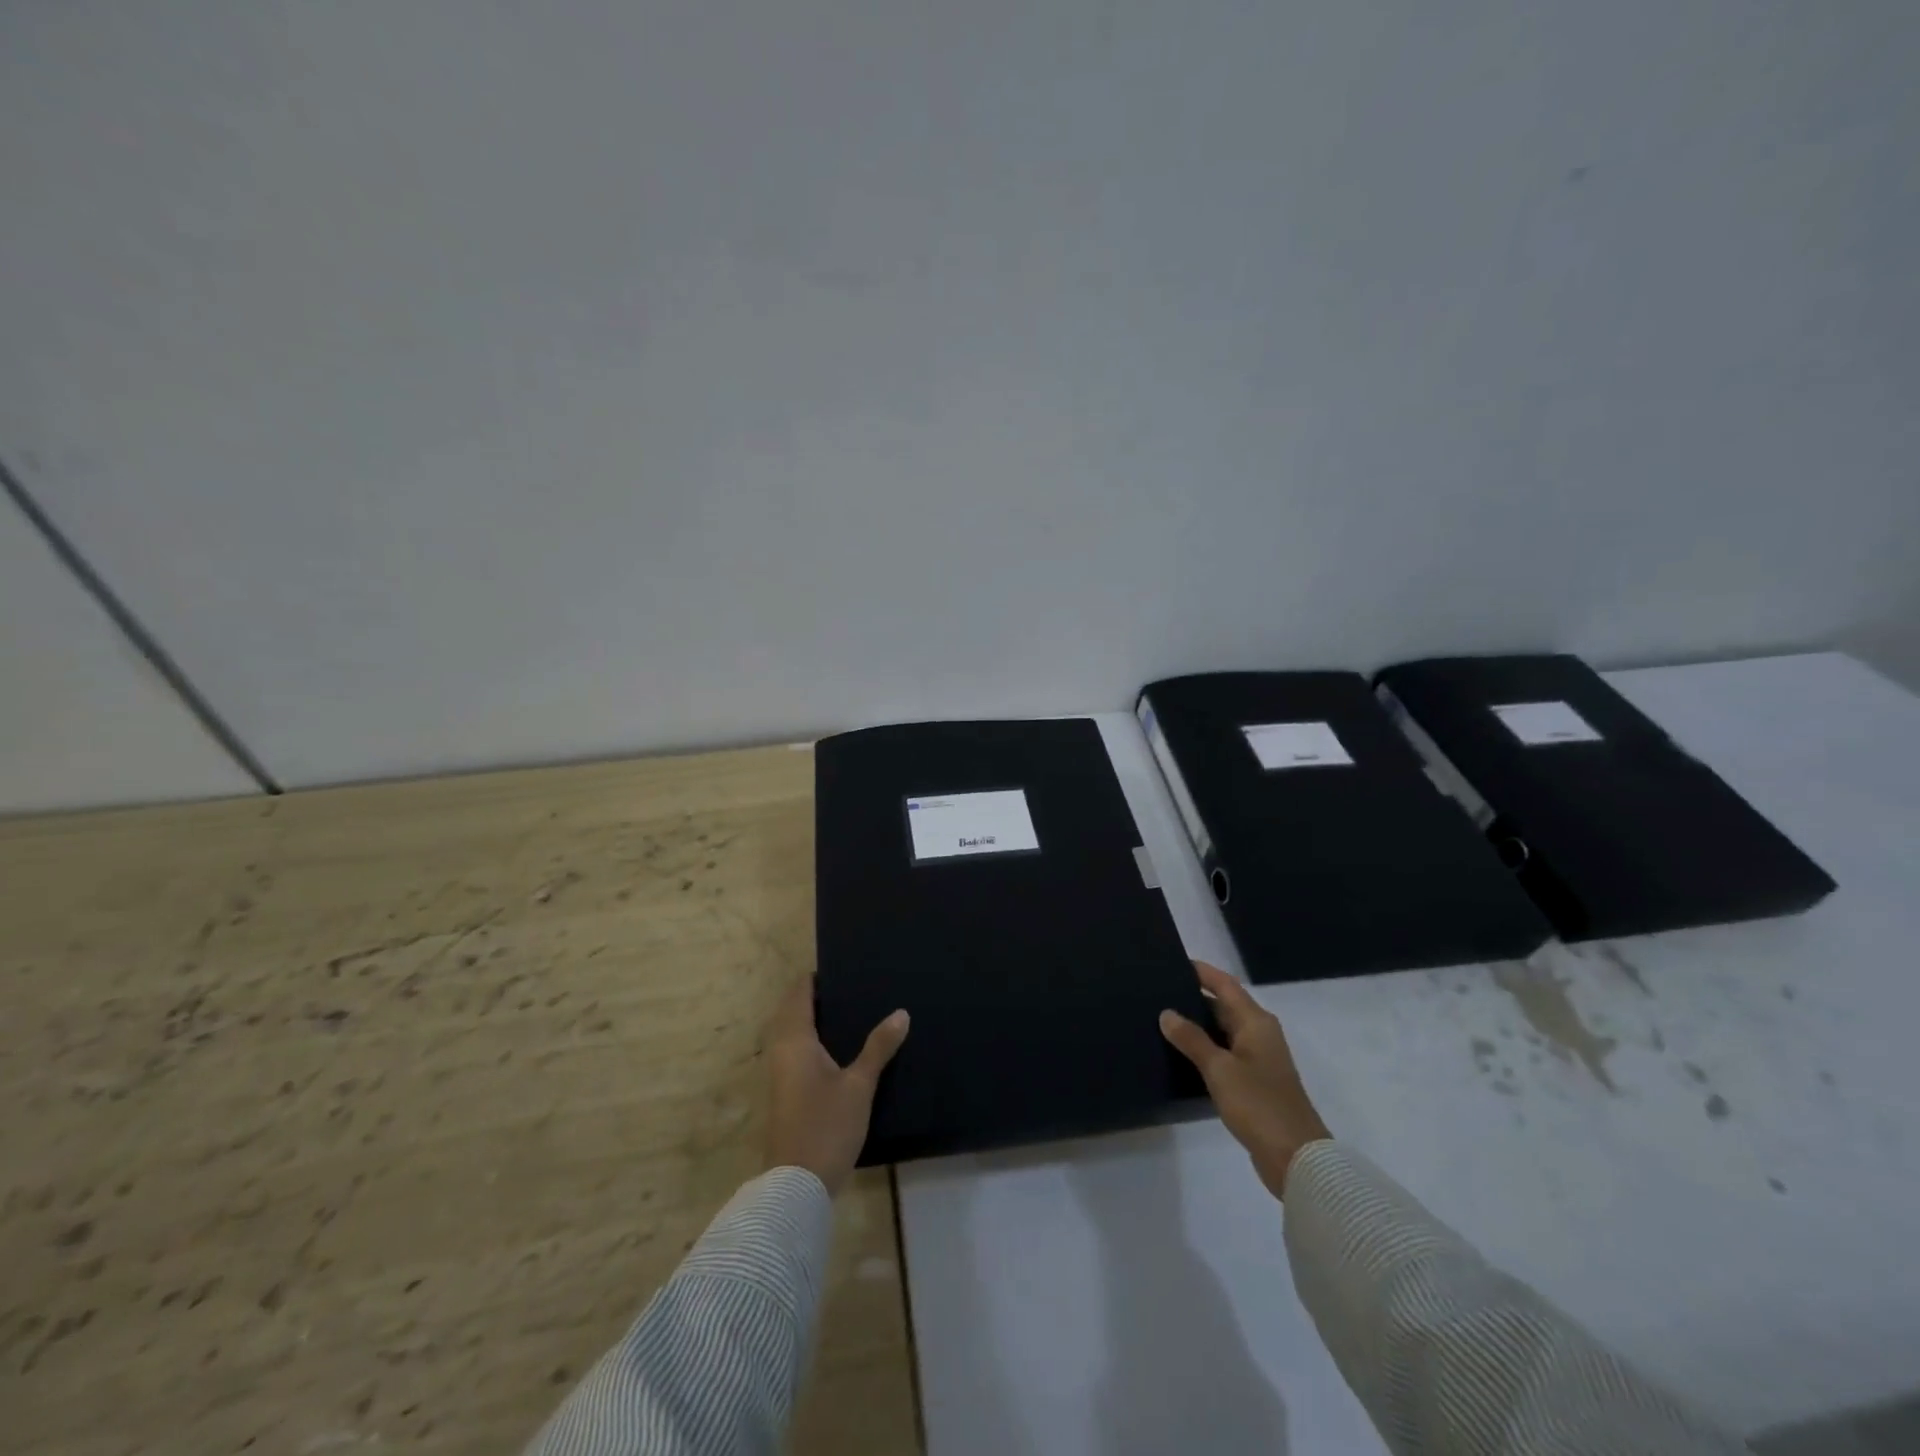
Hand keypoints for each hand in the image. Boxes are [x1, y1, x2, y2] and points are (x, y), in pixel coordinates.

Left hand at [763, 977, 909, 1195]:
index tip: (844, 968)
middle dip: (818, 998)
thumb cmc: (826, 1126)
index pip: (798, 994)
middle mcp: (781, 1051)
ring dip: (816, 1020)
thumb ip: (879, 1047)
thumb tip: (901, 1012)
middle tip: (854, 988)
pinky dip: (815, 1041)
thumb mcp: (859, 1085)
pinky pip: (797, 1052)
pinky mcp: (786, 1093)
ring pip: (794, 1033)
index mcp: (795, 1040)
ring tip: (853, 1012)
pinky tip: (842, 1049)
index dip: (816, 978)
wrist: (796, 1186)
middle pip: (794, 1011)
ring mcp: (781, 1074)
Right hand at [1160, 961, 1330, 1199]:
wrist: (1296, 1158)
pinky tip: (1182, 1055)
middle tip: (1158, 992)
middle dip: (1194, 998)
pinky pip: (1225, 1053)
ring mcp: (1259, 1059)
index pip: (1225, 985)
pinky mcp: (1255, 1083)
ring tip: (1162, 1020)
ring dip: (1198, 1025)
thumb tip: (1167, 1013)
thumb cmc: (1259, 1104)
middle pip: (1224, 1006)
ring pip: (1223, 1031)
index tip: (1174, 962)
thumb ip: (1191, 1039)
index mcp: (1256, 1022)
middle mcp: (1260, 1034)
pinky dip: (1205, 1048)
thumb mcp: (1219, 1068)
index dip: (1202, 972)